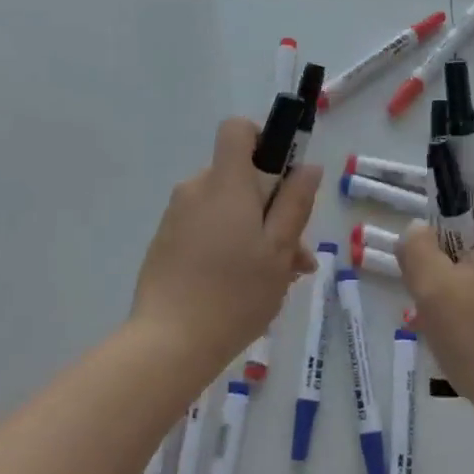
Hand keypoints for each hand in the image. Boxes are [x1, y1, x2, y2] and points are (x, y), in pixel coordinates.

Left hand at [130, 117, 321, 377]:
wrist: (168, 344)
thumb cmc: (234, 293)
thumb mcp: (279, 249)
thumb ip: (295, 203)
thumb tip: (307, 167)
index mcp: (225, 182)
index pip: (237, 129)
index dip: (263, 139)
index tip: (282, 175)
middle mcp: (196, 189)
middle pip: (239, 177)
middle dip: (271, 206)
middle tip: (295, 255)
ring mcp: (176, 217)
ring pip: (226, 209)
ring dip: (255, 233)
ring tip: (276, 281)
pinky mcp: (166, 243)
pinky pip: (206, 229)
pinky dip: (229, 246)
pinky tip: (244, 289)